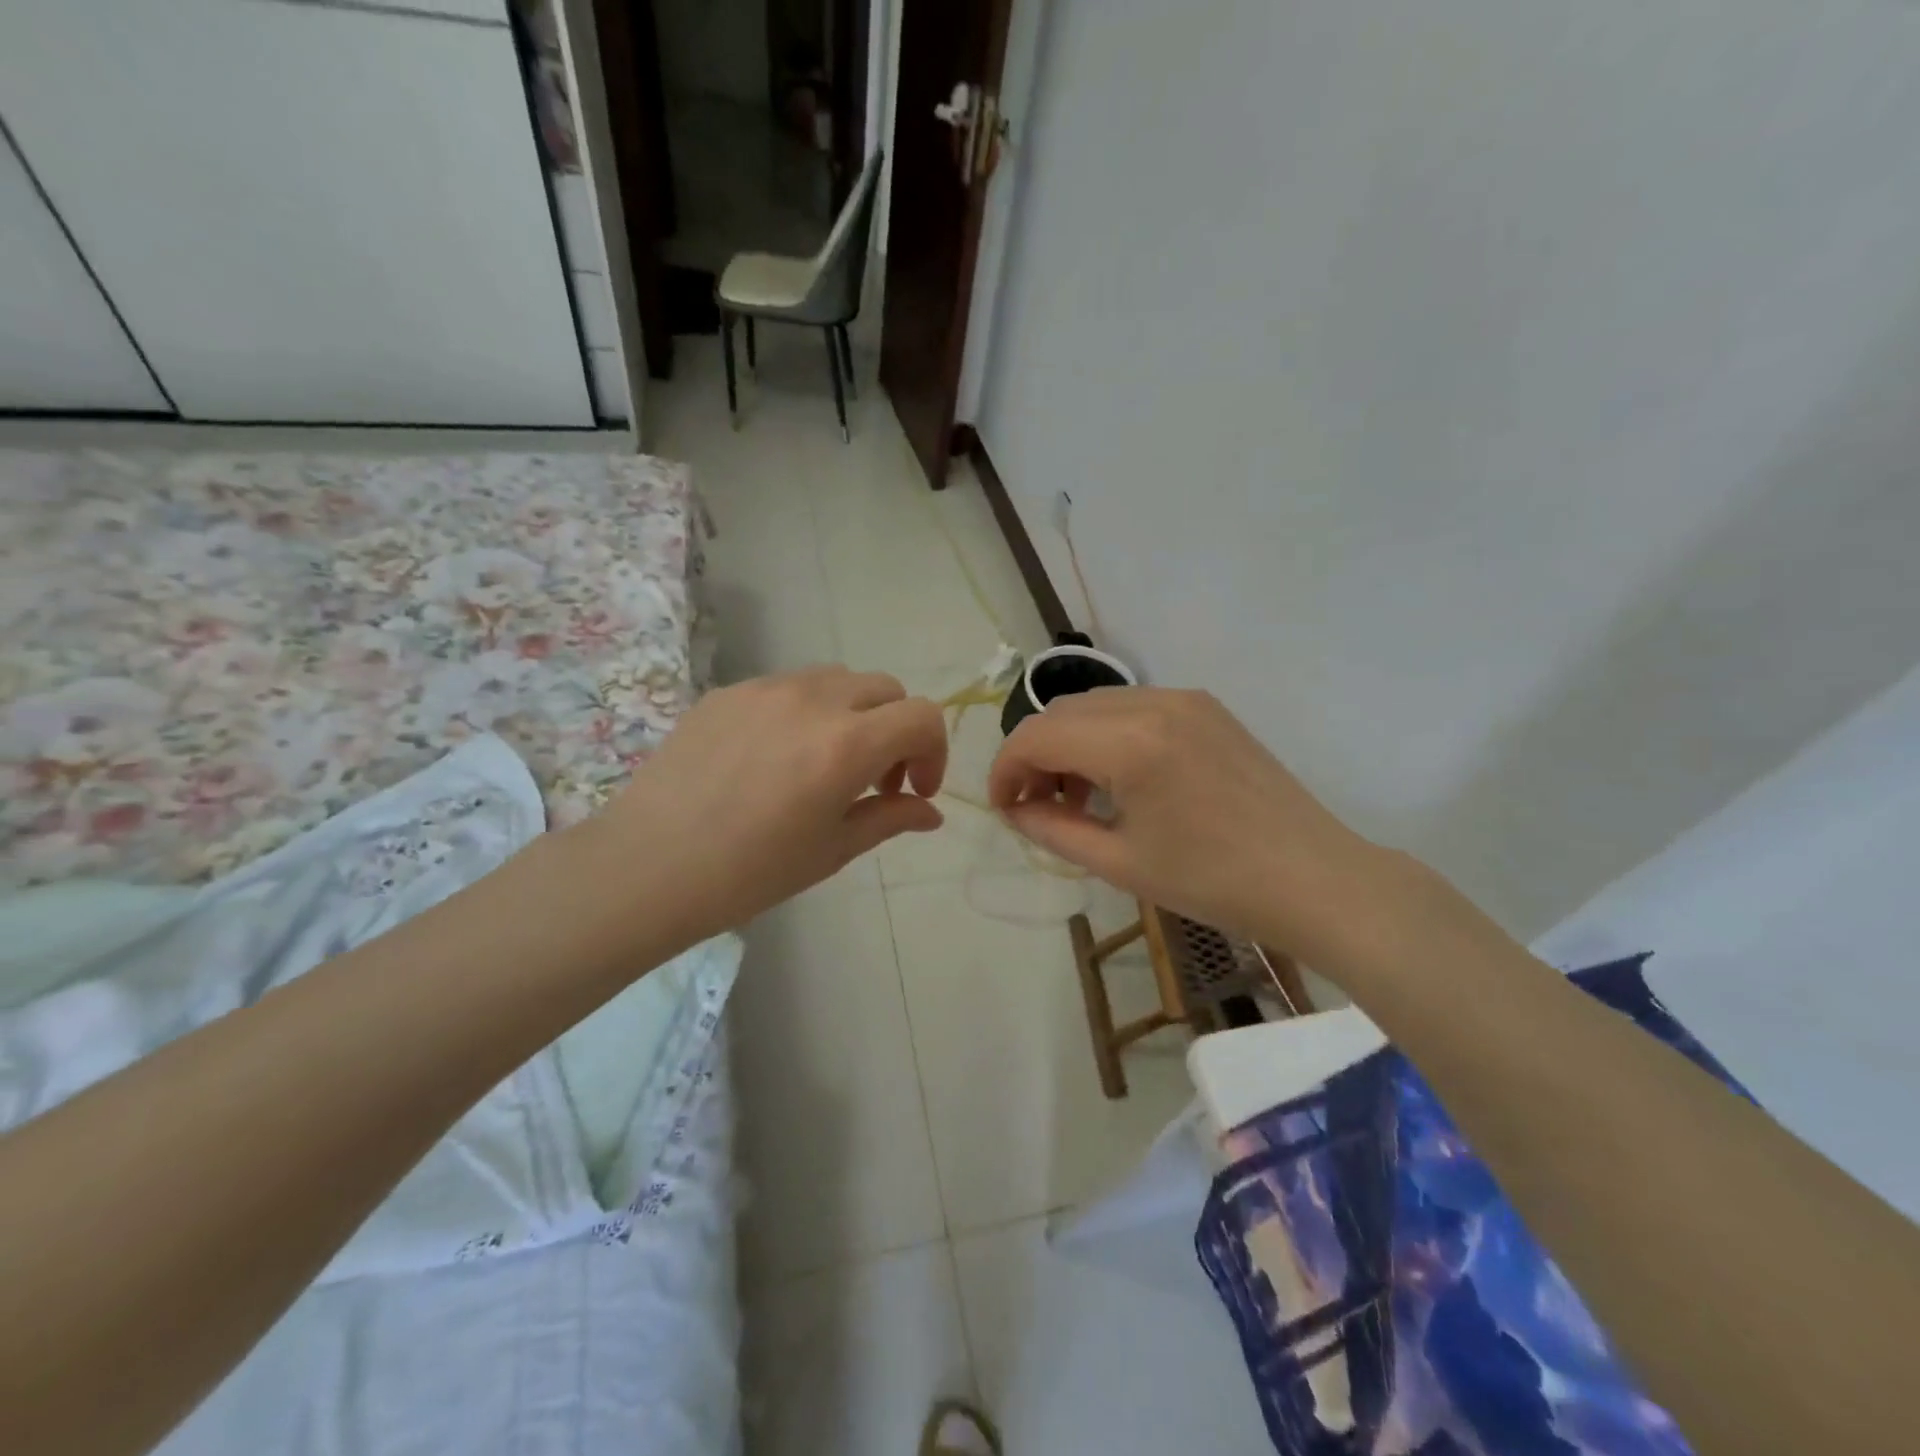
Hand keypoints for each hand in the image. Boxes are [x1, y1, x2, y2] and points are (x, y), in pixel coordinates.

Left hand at [582, 668, 946, 944]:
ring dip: (853, 714)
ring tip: (826, 763)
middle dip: (897, 730)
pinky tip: (774, 758)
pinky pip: (787, 687)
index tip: (915, 790)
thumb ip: (891, 818)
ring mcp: (765, 688)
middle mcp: (812, 700)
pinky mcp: (726, 692)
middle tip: (875, 779)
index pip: (922, 716)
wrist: (646, 867)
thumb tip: (930, 811)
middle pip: (885, 688)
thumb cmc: (749, 873)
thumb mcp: (832, 850)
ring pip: (837, 680)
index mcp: (846, 743)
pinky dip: (805, 712)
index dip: (934, 751)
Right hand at [987, 687, 1384, 955]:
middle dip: (1034, 755)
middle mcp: (1153, 703)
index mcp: (1129, 743)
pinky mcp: (1206, 706)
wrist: (1314, 878)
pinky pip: (1133, 707)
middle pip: (1061, 712)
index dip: (1004, 769)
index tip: (1003, 808)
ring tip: (1078, 797)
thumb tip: (1015, 808)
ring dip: (1070, 743)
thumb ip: (1052, 829)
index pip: (1036, 736)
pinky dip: (1107, 735)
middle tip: (1036, 806)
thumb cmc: (1213, 882)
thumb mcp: (1119, 863)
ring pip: (1095, 705)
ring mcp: (1184, 698)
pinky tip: (1120, 780)